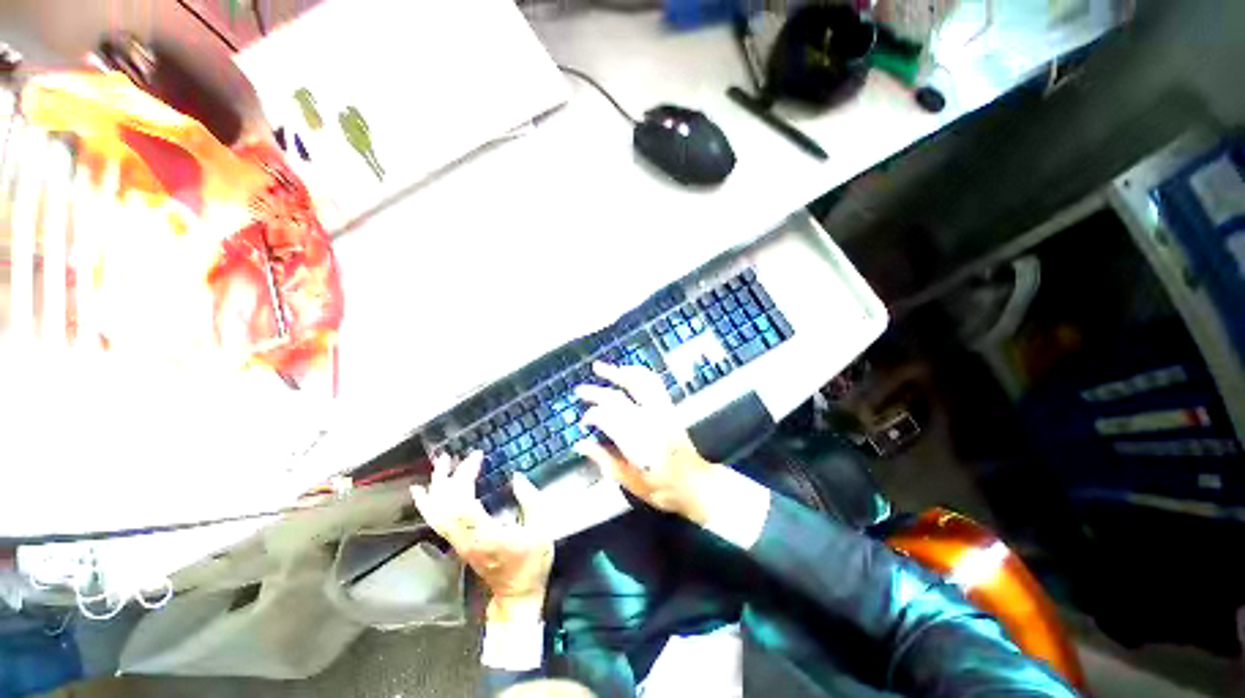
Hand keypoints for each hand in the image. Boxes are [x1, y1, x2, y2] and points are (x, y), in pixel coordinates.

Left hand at [411, 452, 553, 622]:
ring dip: (435, 488)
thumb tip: (517, 477)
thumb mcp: (542, 529)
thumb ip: (531, 500)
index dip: (466, 476)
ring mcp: (459, 543)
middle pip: (445, 506)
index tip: (477, 456)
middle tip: (451, 455)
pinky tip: (424, 492)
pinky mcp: (460, 544)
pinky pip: (438, 522)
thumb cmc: (531, 563)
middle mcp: (466, 539)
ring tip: (438, 466)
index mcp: (485, 535)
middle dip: (446, 478)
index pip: (464, 502)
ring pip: (437, 514)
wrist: (517, 595)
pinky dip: (429, 504)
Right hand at [573, 362, 722, 524]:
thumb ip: (603, 459)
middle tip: (580, 390)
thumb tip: (581, 444)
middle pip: (617, 398)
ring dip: (617, 373)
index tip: (583, 422)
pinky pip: (654, 383)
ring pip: (638, 382)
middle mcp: (646, 420)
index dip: (591, 416)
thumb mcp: (628, 480)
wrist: (693, 482)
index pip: (606, 418)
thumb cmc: (660, 486)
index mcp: (634, 440)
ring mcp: (660, 410)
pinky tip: (628, 371)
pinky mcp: (669, 407)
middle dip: (595, 392)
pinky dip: (639, 373)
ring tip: (601, 368)